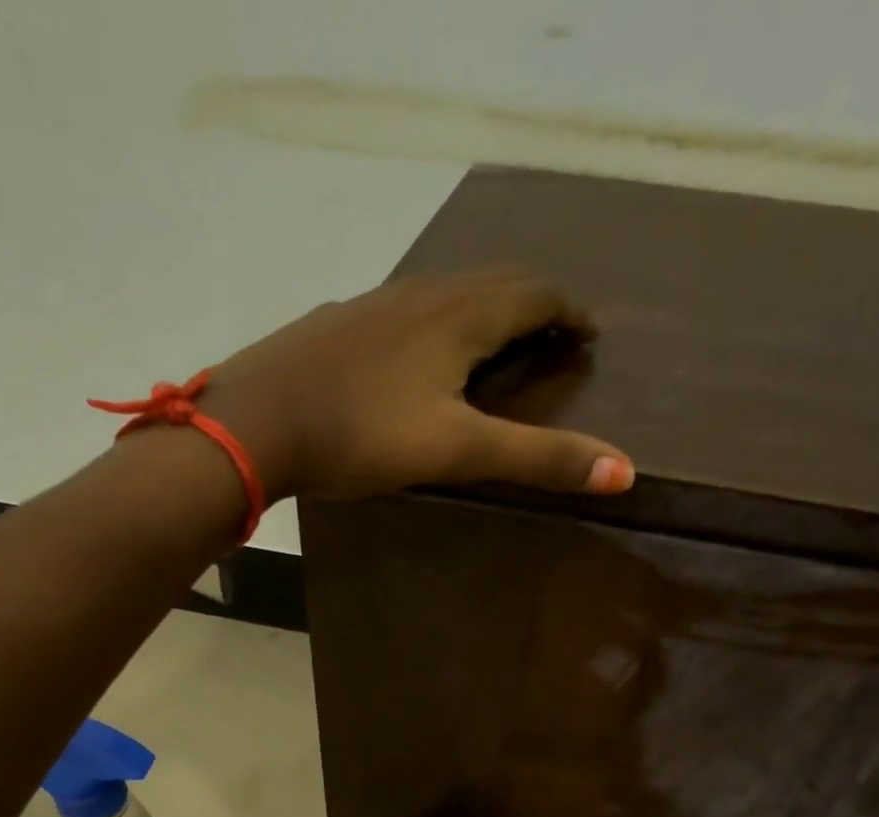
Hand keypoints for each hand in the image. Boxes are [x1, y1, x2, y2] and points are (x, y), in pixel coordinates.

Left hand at [200, 267, 634, 502]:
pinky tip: (415, 353)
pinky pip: (403, 310)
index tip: (588, 331)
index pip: (533, 293)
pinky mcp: (337, 325)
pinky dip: (433, 322)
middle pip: (491, 283)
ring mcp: (373, 305)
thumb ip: (536, 458)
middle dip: (531, 301)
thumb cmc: (361, 435)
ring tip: (493, 341)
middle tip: (552, 330)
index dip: (568, 308)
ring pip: (444, 293)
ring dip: (481, 309)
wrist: (255, 422)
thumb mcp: (456, 450)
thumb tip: (623, 470)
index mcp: (457, 317)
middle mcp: (420, 295)